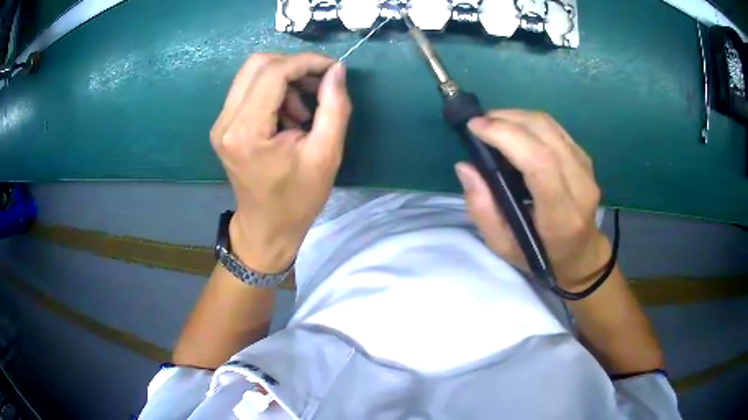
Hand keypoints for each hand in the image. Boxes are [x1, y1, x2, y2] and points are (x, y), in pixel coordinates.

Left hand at [210, 53, 350, 272]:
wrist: (266, 228)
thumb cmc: (298, 199)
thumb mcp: (326, 154)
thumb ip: (334, 107)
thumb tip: (337, 70)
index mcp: (247, 131)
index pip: (274, 72)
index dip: (307, 62)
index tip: (333, 69)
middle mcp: (226, 122)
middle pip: (257, 64)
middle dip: (294, 66)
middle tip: (319, 84)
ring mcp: (220, 123)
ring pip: (252, 74)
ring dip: (284, 79)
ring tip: (305, 109)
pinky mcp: (224, 126)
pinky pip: (248, 90)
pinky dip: (273, 91)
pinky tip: (289, 115)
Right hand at [455, 110, 609, 290]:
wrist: (581, 253)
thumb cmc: (541, 256)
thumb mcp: (503, 247)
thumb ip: (482, 210)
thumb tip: (466, 167)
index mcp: (561, 216)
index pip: (539, 163)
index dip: (506, 136)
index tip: (475, 127)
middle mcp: (580, 187)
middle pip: (544, 135)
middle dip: (506, 119)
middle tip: (479, 124)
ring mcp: (586, 169)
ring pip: (549, 126)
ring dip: (516, 116)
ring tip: (493, 124)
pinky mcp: (585, 158)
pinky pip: (555, 129)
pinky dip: (529, 122)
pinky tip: (514, 130)